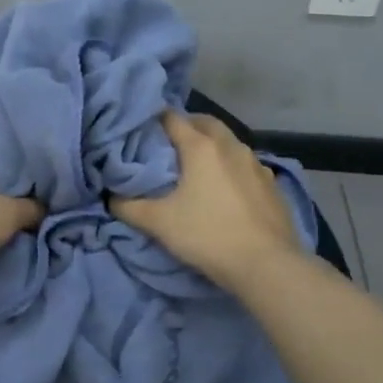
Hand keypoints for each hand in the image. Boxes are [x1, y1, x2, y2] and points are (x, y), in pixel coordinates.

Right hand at [111, 111, 301, 290]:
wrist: (267, 265)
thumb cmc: (208, 235)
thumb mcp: (159, 223)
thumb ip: (128, 207)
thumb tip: (110, 198)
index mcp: (201, 146)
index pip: (171, 118)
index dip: (153, 120)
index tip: (140, 131)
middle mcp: (230, 146)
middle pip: (204, 122)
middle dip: (186, 127)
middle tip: (167, 145)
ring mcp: (255, 163)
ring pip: (228, 142)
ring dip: (211, 146)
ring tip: (195, 167)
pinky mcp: (271, 184)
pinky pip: (244, 164)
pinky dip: (230, 167)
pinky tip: (224, 189)